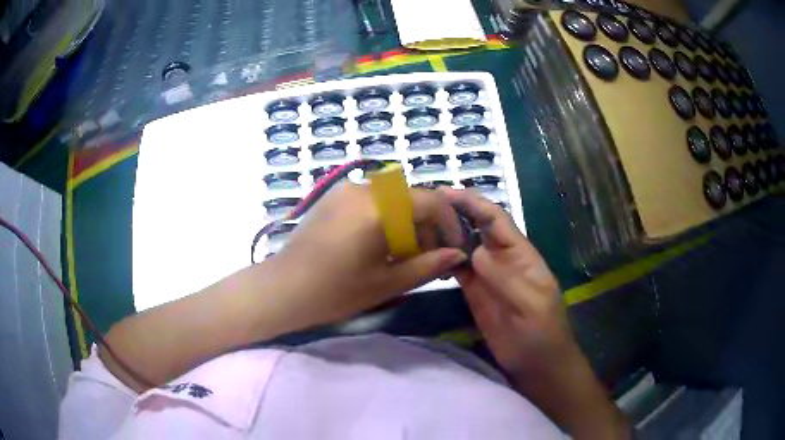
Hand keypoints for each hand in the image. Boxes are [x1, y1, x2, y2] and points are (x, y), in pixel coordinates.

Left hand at [273, 182, 467, 329]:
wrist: (283, 289)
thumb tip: (457, 254)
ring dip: (406, 222)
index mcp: (379, 208)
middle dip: (426, 226)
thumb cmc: (335, 291)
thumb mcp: (387, 283)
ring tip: (401, 255)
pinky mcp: (333, 197)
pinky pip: (372, 200)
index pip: (431, 201)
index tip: (453, 247)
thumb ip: (427, 265)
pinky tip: (377, 244)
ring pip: (392, 199)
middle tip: (426, 258)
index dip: (449, 223)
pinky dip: (385, 217)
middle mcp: (363, 188)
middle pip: (412, 199)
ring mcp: (345, 190)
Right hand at [440, 188, 629, 438]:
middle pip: (477, 228)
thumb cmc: (543, 333)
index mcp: (521, 254)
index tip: (446, 192)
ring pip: (464, 247)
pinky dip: (443, 259)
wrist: (538, 365)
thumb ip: (506, 278)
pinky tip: (425, 253)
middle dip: (455, 213)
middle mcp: (502, 259)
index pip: (496, 220)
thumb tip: (475, 251)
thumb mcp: (531, 305)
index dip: (474, 203)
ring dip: (445, 234)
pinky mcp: (475, 293)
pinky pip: (457, 270)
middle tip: (422, 204)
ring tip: (417, 223)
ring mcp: (487, 276)